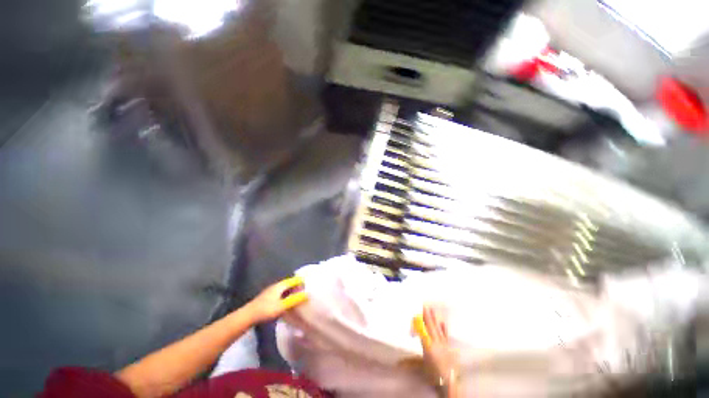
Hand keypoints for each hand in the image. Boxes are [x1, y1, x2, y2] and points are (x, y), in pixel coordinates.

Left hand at [245, 276, 308, 322]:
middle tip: (304, 290)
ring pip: (284, 289)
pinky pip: (280, 293)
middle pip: (288, 283)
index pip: (293, 280)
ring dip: (291, 291)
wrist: (248, 316)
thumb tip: (307, 294)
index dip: (301, 281)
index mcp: (280, 285)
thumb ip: (295, 299)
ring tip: (297, 296)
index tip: (308, 283)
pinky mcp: (266, 298)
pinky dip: (285, 295)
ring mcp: (270, 291)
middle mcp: (275, 286)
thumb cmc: (266, 310)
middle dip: (296, 286)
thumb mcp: (283, 305)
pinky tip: (286, 302)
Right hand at [413, 305, 458, 385]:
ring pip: (437, 329)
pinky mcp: (449, 347)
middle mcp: (435, 342)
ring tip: (431, 309)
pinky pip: (445, 335)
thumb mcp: (421, 368)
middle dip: (427, 316)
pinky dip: (443, 328)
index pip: (422, 331)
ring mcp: (443, 344)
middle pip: (430, 326)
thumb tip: (397, 362)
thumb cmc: (433, 375)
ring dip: (434, 319)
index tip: (415, 313)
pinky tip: (442, 322)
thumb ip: (409, 362)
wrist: (450, 383)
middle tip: (424, 305)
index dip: (418, 322)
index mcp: (428, 346)